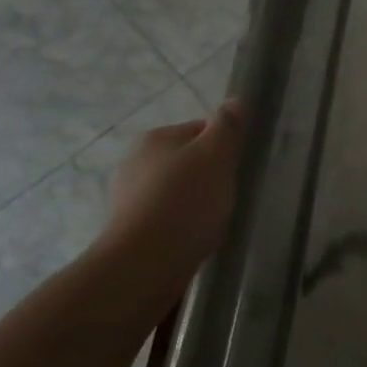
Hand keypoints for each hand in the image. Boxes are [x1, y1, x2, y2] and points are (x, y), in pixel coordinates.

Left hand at [94, 101, 242, 301]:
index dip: (225, 147)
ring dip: (195, 201)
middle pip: (188, 160)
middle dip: (209, 175)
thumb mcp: (216, 156)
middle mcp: (135, 162)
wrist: (143, 265)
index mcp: (155, 138)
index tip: (238, 167)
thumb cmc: (185, 202)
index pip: (201, 129)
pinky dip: (181, 224)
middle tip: (230, 195)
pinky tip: (195, 238)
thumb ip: (227, 127)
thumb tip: (234, 101)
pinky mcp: (129, 229)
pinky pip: (166, 217)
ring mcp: (128, 197)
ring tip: (214, 220)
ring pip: (176, 190)